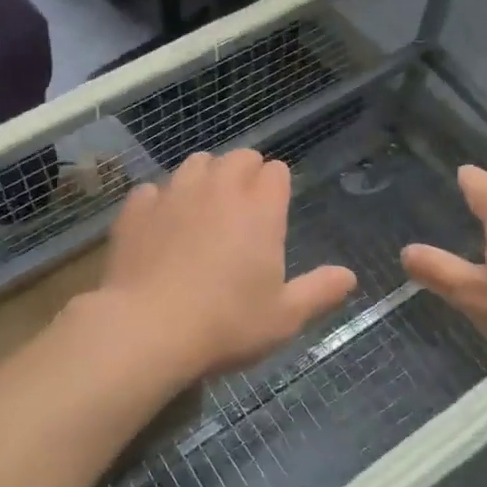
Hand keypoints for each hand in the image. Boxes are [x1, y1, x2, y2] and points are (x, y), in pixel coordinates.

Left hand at [100, 151, 356, 381]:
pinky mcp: (137, 208)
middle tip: (243, 208)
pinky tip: (161, 226)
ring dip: (205, 177)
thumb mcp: (284, 317)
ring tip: (203, 209)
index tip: (274, 211)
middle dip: (246, 173)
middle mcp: (219, 189)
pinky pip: (153, 189)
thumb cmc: (226, 323)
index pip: (276, 171)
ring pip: (196, 163)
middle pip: (239, 157)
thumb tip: (349, 276)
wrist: (147, 329)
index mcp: (260, 208)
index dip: (278, 187)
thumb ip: (320, 291)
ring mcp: (174, 194)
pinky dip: (161, 201)